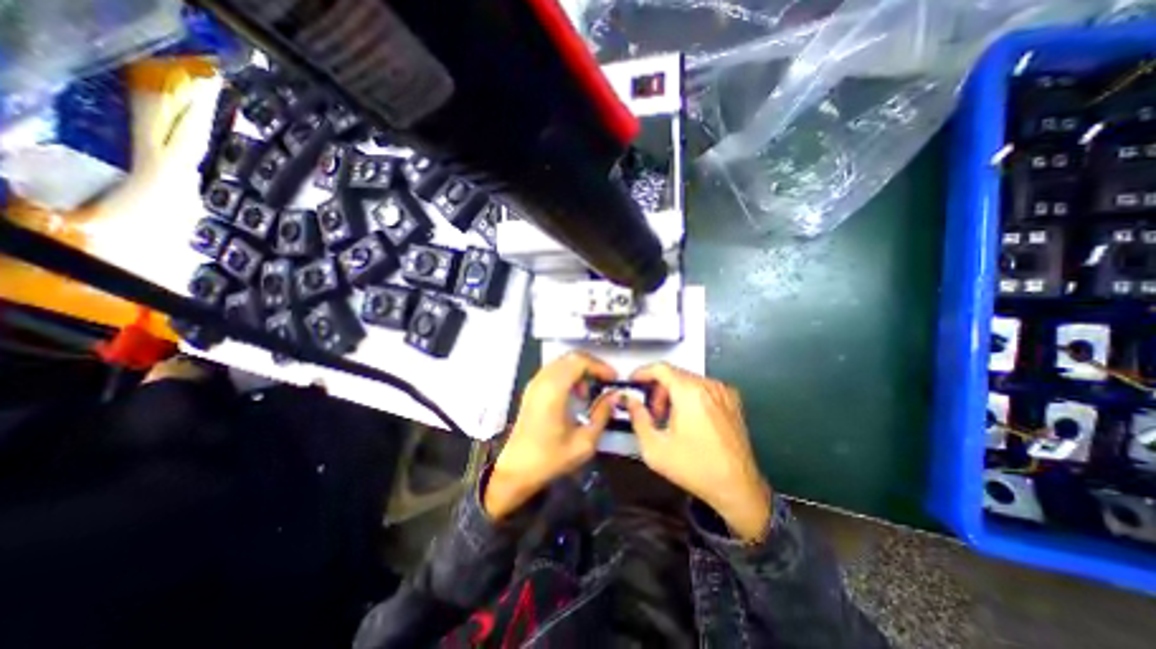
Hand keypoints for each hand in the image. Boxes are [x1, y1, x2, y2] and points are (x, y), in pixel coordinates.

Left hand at [483, 353, 617, 518]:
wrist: (516, 470)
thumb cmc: (549, 459)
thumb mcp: (584, 443)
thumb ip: (602, 415)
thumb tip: (614, 396)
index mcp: (553, 391)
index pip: (579, 362)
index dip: (600, 366)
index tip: (613, 379)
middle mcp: (542, 381)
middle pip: (571, 357)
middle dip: (592, 365)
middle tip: (606, 381)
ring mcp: (535, 384)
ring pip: (562, 362)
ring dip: (581, 370)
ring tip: (591, 390)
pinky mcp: (532, 389)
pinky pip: (554, 370)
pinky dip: (569, 374)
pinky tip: (575, 394)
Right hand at [624, 363, 763, 538]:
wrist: (737, 488)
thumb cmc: (696, 469)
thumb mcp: (655, 447)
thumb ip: (637, 417)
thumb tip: (629, 400)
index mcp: (690, 393)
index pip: (660, 368)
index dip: (642, 373)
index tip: (633, 383)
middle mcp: (709, 386)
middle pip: (674, 374)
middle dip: (657, 390)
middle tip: (651, 413)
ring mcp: (723, 392)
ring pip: (688, 381)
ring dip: (672, 394)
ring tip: (669, 420)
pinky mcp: (732, 401)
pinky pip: (702, 388)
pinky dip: (689, 396)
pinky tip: (687, 420)